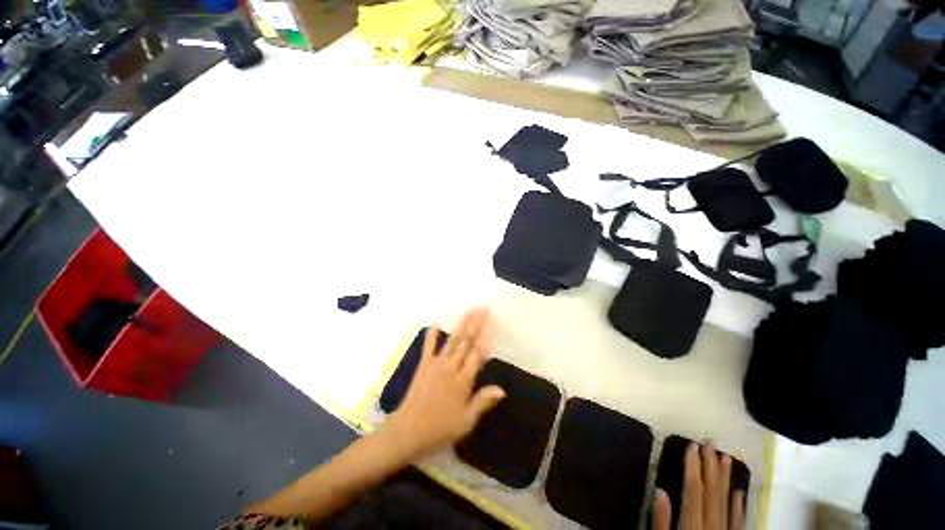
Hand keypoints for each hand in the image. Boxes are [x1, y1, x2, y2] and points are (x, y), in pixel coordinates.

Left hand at [382, 307, 505, 460]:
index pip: (477, 354)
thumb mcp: (466, 422)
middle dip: (476, 323)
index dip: (485, 337)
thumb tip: (502, 389)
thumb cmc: (439, 429)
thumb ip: (483, 402)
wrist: (407, 431)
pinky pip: (428, 347)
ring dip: (462, 324)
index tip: (492, 322)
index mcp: (463, 381)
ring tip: (469, 310)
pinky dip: (432, 335)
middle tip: (483, 308)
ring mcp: (436, 364)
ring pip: (452, 340)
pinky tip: (436, 323)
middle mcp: (451, 368)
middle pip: (467, 341)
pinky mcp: (423, 365)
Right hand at [653, 443, 745, 529]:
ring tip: (726, 458)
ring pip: (728, 503)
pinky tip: (740, 492)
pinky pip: (739, 522)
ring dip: (727, 481)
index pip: (694, 491)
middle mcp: (712, 527)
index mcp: (693, 526)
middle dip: (710, 468)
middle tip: (710, 444)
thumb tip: (660, 490)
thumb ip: (661, 521)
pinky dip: (739, 506)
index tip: (692, 447)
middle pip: (712, 494)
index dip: (693, 467)